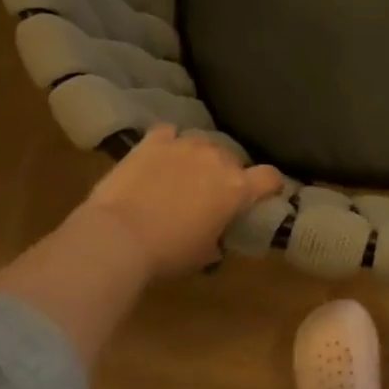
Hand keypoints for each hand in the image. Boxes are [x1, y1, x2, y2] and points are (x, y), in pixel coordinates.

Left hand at [75, 125, 283, 279]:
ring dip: (199, 157)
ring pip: (202, 143)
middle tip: (212, 194)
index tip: (264, 194)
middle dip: (227, 173)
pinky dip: (168, 143)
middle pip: (233, 159)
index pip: (270, 177)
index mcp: (236, 189)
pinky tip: (160, 156)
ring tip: (184, 173)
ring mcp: (183, 145)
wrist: (118, 236)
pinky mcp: (152, 141)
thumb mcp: (204, 254)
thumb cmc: (168, 252)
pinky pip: (168, 133)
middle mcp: (216, 159)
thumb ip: (218, 238)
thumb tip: (216, 237)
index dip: (270, 185)